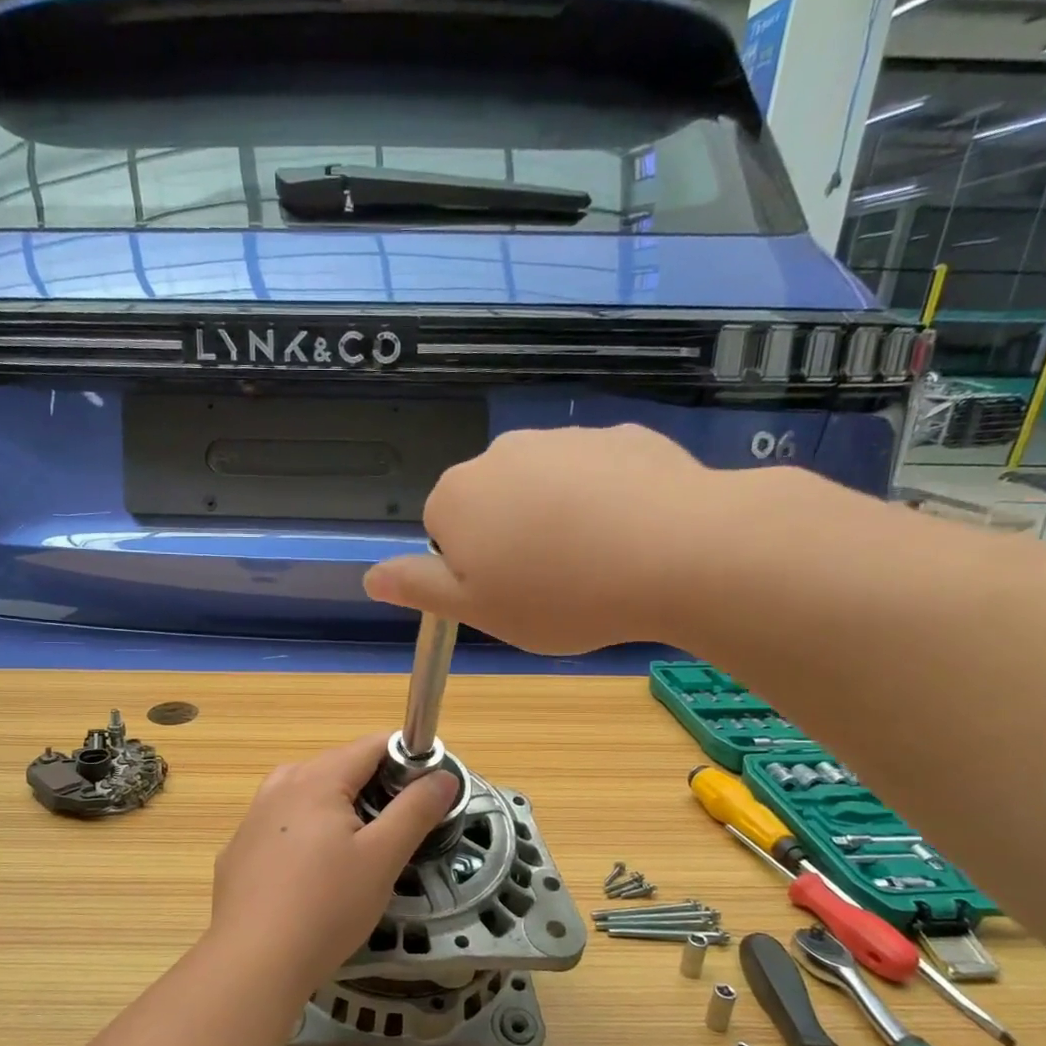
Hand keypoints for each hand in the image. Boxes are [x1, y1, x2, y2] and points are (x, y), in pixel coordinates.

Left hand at [209, 734, 457, 996]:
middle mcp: (279, 785)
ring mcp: (252, 818)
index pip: (371, 745)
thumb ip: (415, 810)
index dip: (406, 760)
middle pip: (338, 768)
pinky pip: (282, 826)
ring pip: (307, 796)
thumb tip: (443, 775)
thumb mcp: (383, 858)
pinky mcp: (238, 850)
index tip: (427, 793)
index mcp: (316, 779)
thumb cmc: (327, 906)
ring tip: (356, 854)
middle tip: (396, 833)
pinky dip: (305, 836)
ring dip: (338, 811)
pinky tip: (311, 877)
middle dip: (373, 788)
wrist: (253, 963)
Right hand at [363, 424, 768, 654]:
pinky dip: (604, 500)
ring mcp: (564, 437)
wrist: (675, 552)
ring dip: (557, 518)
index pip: (442, 532)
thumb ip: (418, 588)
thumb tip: (370, 575)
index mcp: (457, 495)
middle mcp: (501, 453)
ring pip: (544, 486)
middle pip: (492, 502)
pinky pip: (595, 474)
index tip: (507, 594)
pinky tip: (630, 535)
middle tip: (549, 584)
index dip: (472, 569)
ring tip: (595, 563)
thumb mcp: (477, 610)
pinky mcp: (620, 435)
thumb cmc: (559, 594)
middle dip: (511, 537)